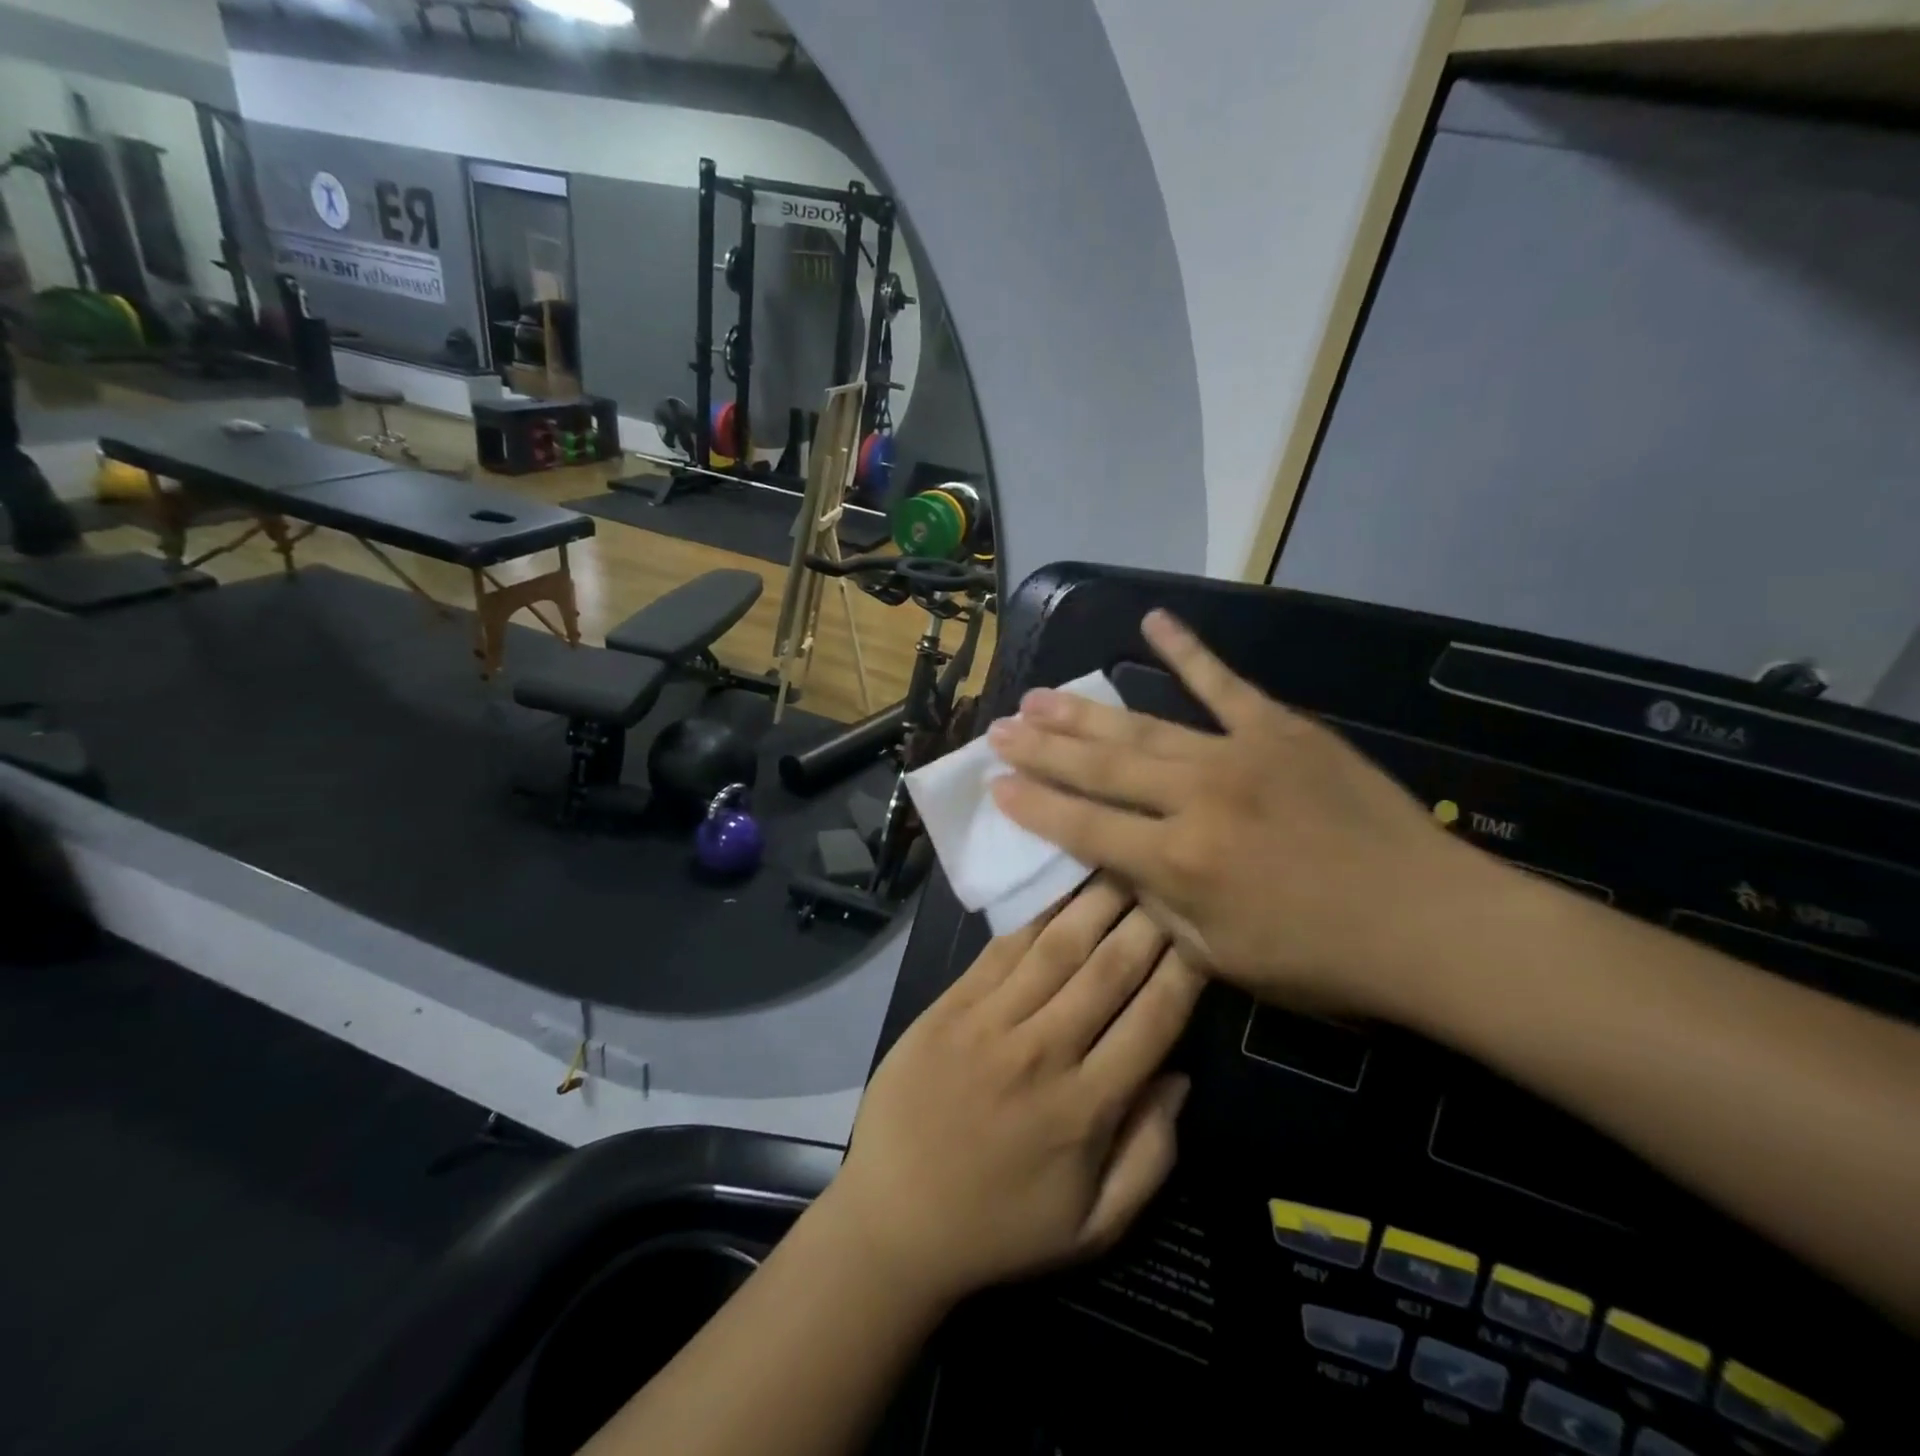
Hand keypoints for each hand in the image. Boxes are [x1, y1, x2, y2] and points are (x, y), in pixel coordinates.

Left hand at [825, 878, 1203, 1308]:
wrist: (894, 1218)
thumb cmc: (1000, 1227)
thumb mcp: (1093, 1226)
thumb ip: (1150, 1155)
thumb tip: (1181, 1077)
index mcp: (1087, 1108)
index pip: (1153, 1020)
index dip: (1185, 971)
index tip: (1204, 931)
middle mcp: (1044, 1052)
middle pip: (1109, 970)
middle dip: (1147, 919)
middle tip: (1170, 876)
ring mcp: (991, 1022)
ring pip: (1057, 947)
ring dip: (1096, 902)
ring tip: (1124, 863)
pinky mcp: (951, 1005)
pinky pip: (1002, 949)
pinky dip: (1035, 915)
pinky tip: (1059, 887)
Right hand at [987, 610, 1503, 1019]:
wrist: (1430, 923)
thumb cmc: (1323, 959)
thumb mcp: (1221, 957)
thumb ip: (1157, 906)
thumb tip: (1115, 864)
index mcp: (1177, 863)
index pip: (1082, 827)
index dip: (1033, 805)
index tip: (995, 783)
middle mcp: (1194, 800)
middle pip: (1100, 766)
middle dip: (1042, 748)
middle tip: (1000, 727)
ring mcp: (1237, 755)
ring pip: (1142, 725)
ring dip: (1084, 711)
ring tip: (1038, 695)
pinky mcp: (1280, 729)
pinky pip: (1223, 683)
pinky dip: (1186, 650)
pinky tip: (1151, 621)